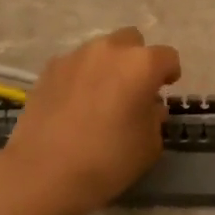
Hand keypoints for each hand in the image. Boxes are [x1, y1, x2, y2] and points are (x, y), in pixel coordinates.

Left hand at [3, 27, 181, 214]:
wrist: (45, 172)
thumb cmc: (109, 160)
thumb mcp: (149, 145)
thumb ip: (155, 118)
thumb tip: (149, 106)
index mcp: (142, 65)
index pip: (167, 57)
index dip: (169, 73)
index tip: (165, 89)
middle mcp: (110, 50)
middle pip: (132, 41)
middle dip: (136, 60)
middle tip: (133, 89)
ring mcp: (75, 57)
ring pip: (101, 50)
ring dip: (107, 66)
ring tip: (101, 96)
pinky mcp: (49, 69)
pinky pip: (74, 65)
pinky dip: (81, 77)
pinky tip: (75, 103)